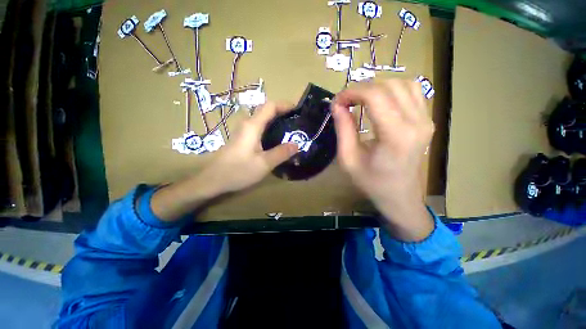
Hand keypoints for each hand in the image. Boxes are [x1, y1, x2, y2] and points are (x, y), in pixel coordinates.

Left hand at [199, 101, 298, 193]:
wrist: (213, 180)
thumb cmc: (238, 170)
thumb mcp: (264, 163)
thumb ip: (281, 153)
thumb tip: (296, 144)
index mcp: (253, 126)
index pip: (270, 106)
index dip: (285, 105)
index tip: (298, 110)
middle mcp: (247, 124)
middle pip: (266, 111)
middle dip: (283, 112)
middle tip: (297, 122)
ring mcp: (244, 132)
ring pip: (263, 120)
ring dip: (277, 121)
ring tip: (290, 130)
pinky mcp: (243, 139)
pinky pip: (259, 129)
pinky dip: (271, 129)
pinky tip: (277, 140)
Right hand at [331, 80, 434, 240]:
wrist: (399, 196)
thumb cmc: (371, 182)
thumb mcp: (348, 159)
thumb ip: (343, 129)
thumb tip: (337, 105)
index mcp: (395, 135)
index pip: (375, 96)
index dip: (352, 92)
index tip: (337, 102)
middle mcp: (416, 123)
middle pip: (389, 86)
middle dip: (362, 89)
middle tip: (346, 102)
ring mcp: (426, 120)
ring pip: (403, 84)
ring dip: (378, 88)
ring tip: (361, 101)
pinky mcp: (427, 121)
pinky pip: (413, 92)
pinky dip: (393, 90)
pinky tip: (380, 103)